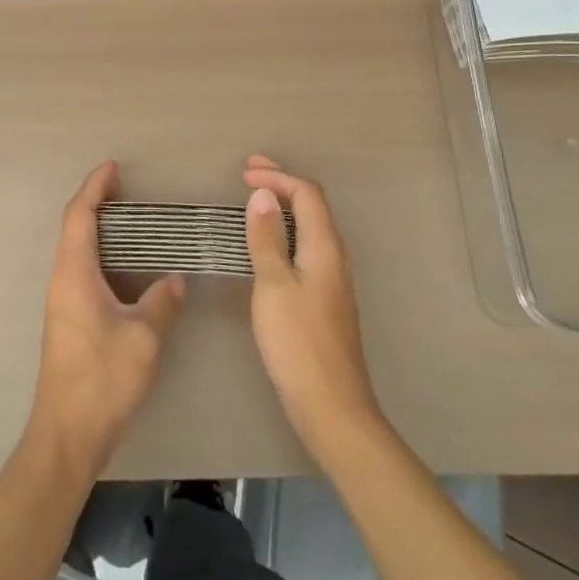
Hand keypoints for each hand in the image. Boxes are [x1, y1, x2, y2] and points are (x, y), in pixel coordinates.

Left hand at [27, 161, 185, 477]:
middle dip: (96, 203)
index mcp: (74, 274)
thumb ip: (162, 302)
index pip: (80, 216)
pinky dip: (102, 257)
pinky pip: (82, 273)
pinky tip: (127, 269)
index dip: (94, 188)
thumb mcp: (143, 337)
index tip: (112, 167)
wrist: (67, 434)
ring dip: (99, 231)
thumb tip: (174, 279)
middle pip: (74, 229)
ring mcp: (62, 303)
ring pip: (77, 252)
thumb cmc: (103, 378)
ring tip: (131, 222)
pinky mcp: (68, 322)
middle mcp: (62, 281)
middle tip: (126, 190)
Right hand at [242, 155, 384, 457]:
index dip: (278, 176)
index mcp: (325, 248)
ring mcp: (332, 279)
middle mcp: (334, 256)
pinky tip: (266, 245)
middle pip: (312, 206)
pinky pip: (305, 248)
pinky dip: (284, 232)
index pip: (307, 194)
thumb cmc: (298, 343)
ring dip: (283, 207)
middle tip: (248, 173)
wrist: (331, 405)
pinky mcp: (324, 298)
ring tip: (253, 201)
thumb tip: (262, 195)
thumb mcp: (273, 286)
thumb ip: (267, 239)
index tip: (244, 173)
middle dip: (282, 184)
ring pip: (309, 227)